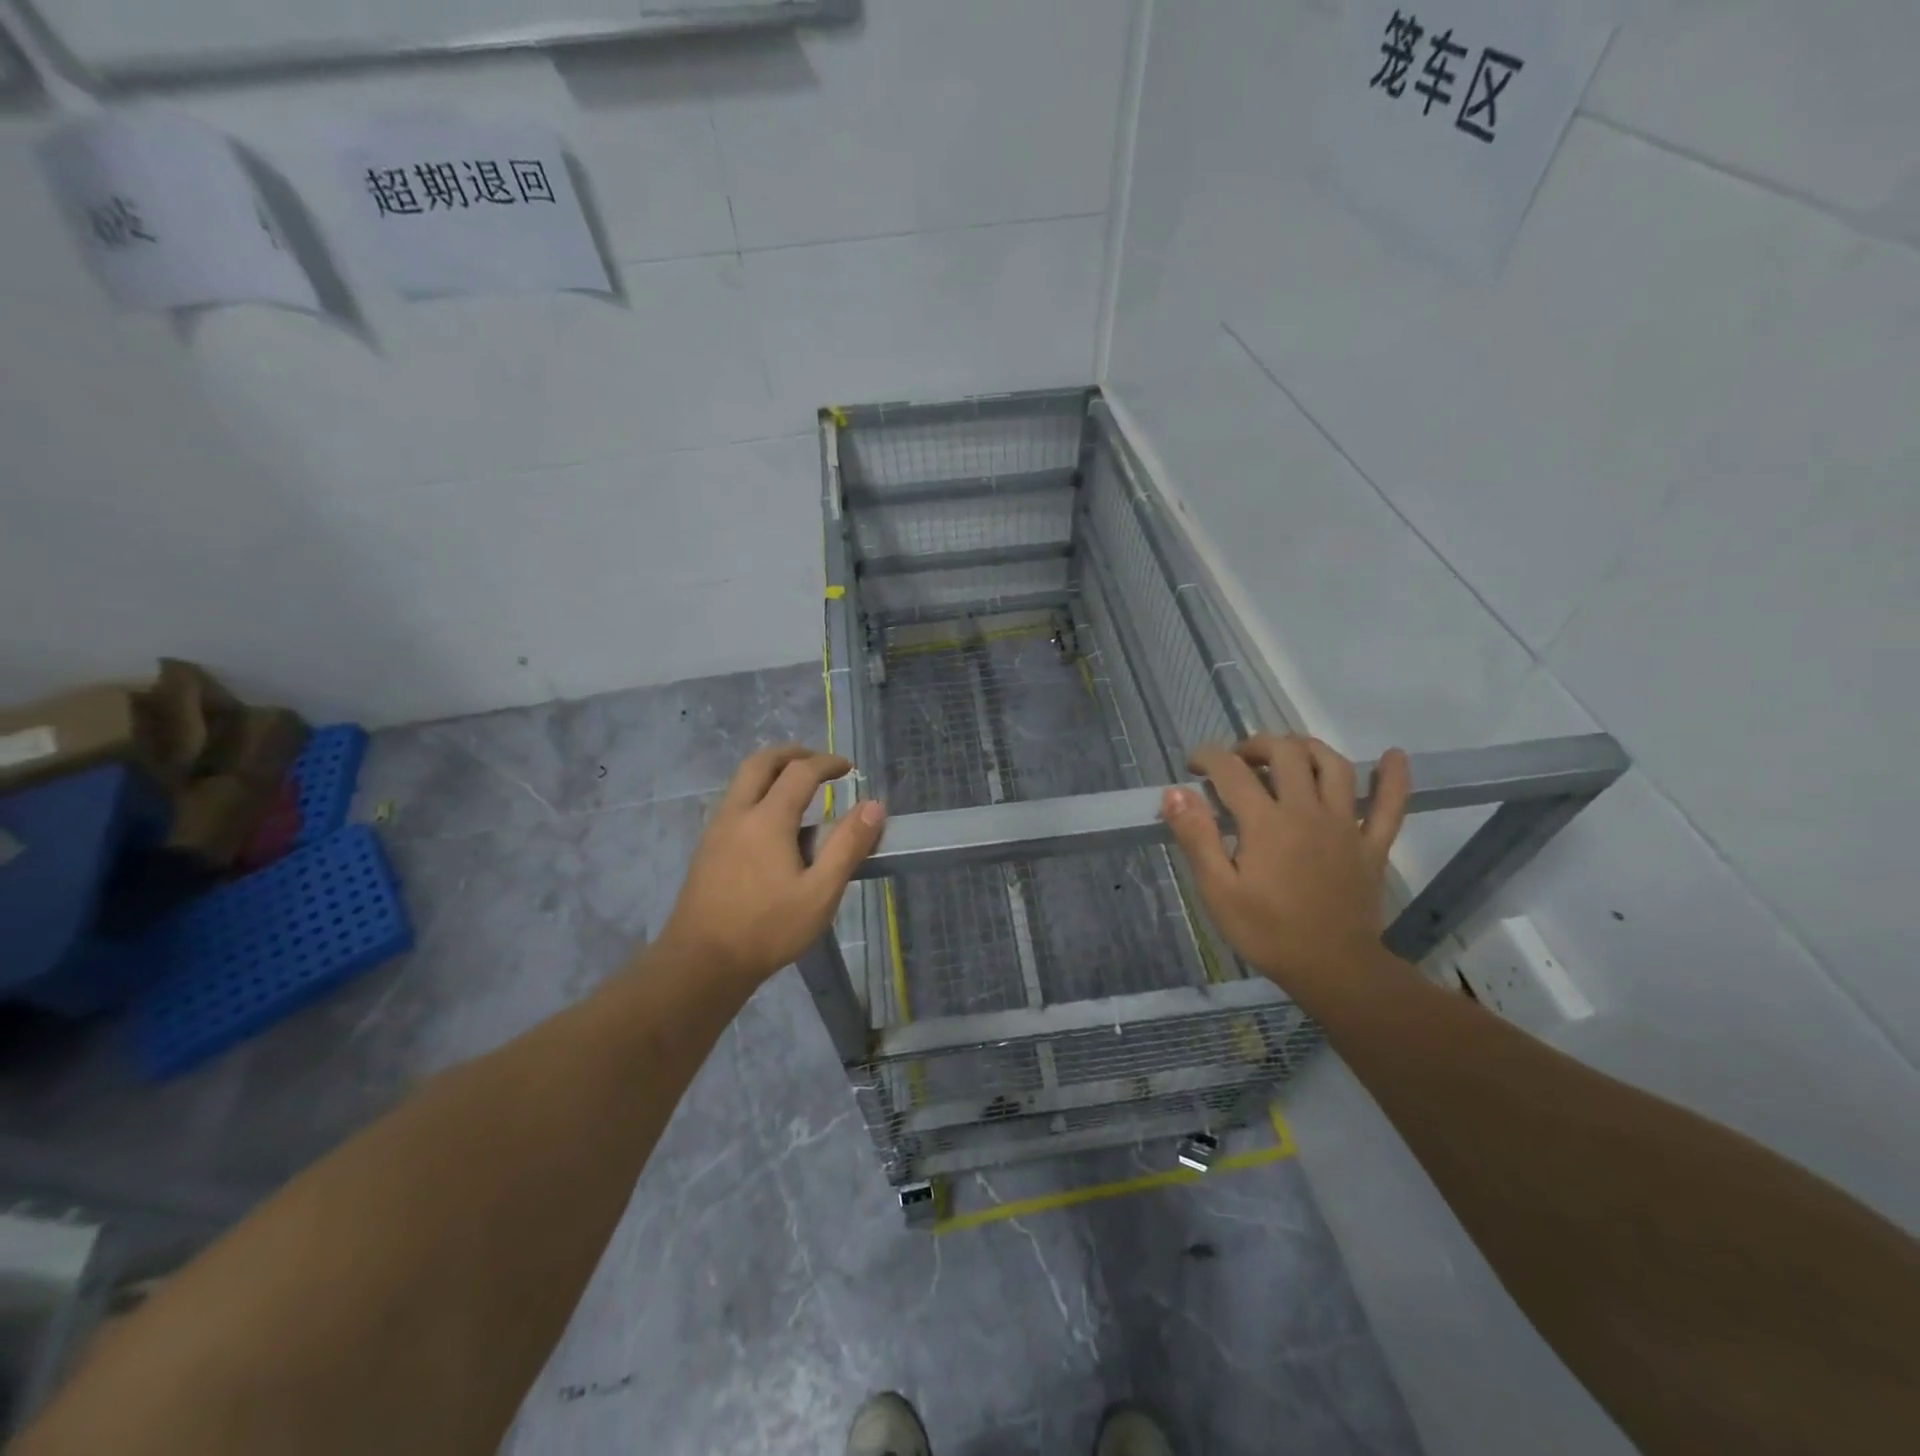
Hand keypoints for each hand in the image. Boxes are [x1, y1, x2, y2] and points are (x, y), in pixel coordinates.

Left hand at [657, 745, 885, 987]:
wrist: (701, 963)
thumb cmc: (767, 928)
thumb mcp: (820, 892)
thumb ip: (848, 846)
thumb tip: (874, 806)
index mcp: (767, 819)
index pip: (800, 772)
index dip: (827, 763)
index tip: (849, 767)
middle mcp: (737, 814)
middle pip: (760, 762)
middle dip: (792, 754)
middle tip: (818, 762)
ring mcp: (716, 831)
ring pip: (741, 781)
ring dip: (771, 772)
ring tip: (798, 789)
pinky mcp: (707, 849)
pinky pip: (734, 803)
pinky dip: (757, 793)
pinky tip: (772, 825)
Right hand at [1161, 734, 1410, 992]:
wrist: (1333, 970)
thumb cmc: (1267, 932)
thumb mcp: (1217, 890)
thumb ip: (1196, 836)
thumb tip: (1175, 791)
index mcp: (1265, 823)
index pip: (1231, 771)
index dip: (1207, 758)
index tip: (1193, 768)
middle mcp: (1307, 811)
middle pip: (1285, 753)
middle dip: (1256, 745)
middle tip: (1237, 761)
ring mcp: (1345, 826)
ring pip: (1333, 765)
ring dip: (1307, 747)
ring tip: (1287, 753)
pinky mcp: (1372, 845)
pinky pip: (1390, 806)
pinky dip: (1393, 778)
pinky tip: (1393, 756)